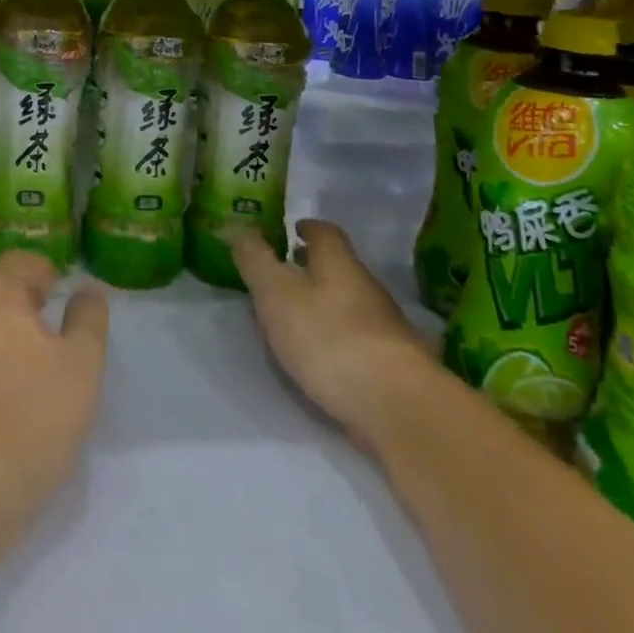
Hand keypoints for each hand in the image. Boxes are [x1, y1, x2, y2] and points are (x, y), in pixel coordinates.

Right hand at [231, 220, 431, 442]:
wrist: (397, 406)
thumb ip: (254, 258)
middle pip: (338, 268)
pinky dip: (338, 340)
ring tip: (294, 321)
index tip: (290, 231)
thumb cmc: (327, 336)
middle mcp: (367, 287)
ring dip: (323, 306)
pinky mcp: (394, 366)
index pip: (324, 232)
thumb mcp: (275, 292)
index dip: (306, 228)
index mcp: (338, 262)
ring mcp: (386, 328)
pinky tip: (322, 359)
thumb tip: (236, 225)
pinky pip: (359, 340)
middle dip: (311, 269)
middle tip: (282, 277)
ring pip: (349, 304)